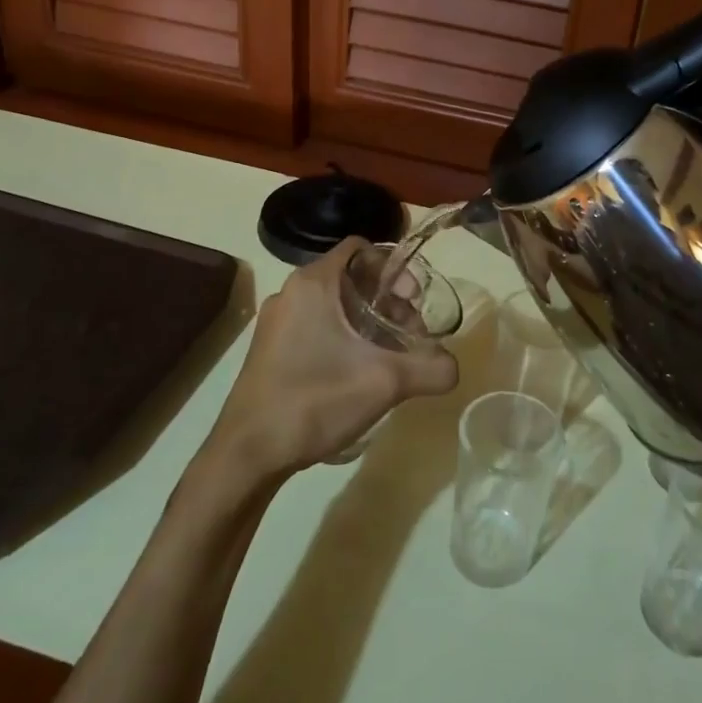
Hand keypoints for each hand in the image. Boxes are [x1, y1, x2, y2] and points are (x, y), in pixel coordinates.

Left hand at [203, 238, 457, 482]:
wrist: (247, 454)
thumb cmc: (314, 401)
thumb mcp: (384, 383)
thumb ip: (430, 369)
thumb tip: (455, 367)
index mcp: (313, 283)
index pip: (361, 248)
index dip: (394, 267)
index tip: (413, 299)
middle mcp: (292, 292)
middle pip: (351, 277)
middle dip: (387, 299)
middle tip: (409, 333)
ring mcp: (277, 321)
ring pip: (334, 303)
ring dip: (366, 320)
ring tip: (388, 355)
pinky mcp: (270, 348)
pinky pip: (315, 325)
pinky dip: (343, 335)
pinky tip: (357, 371)